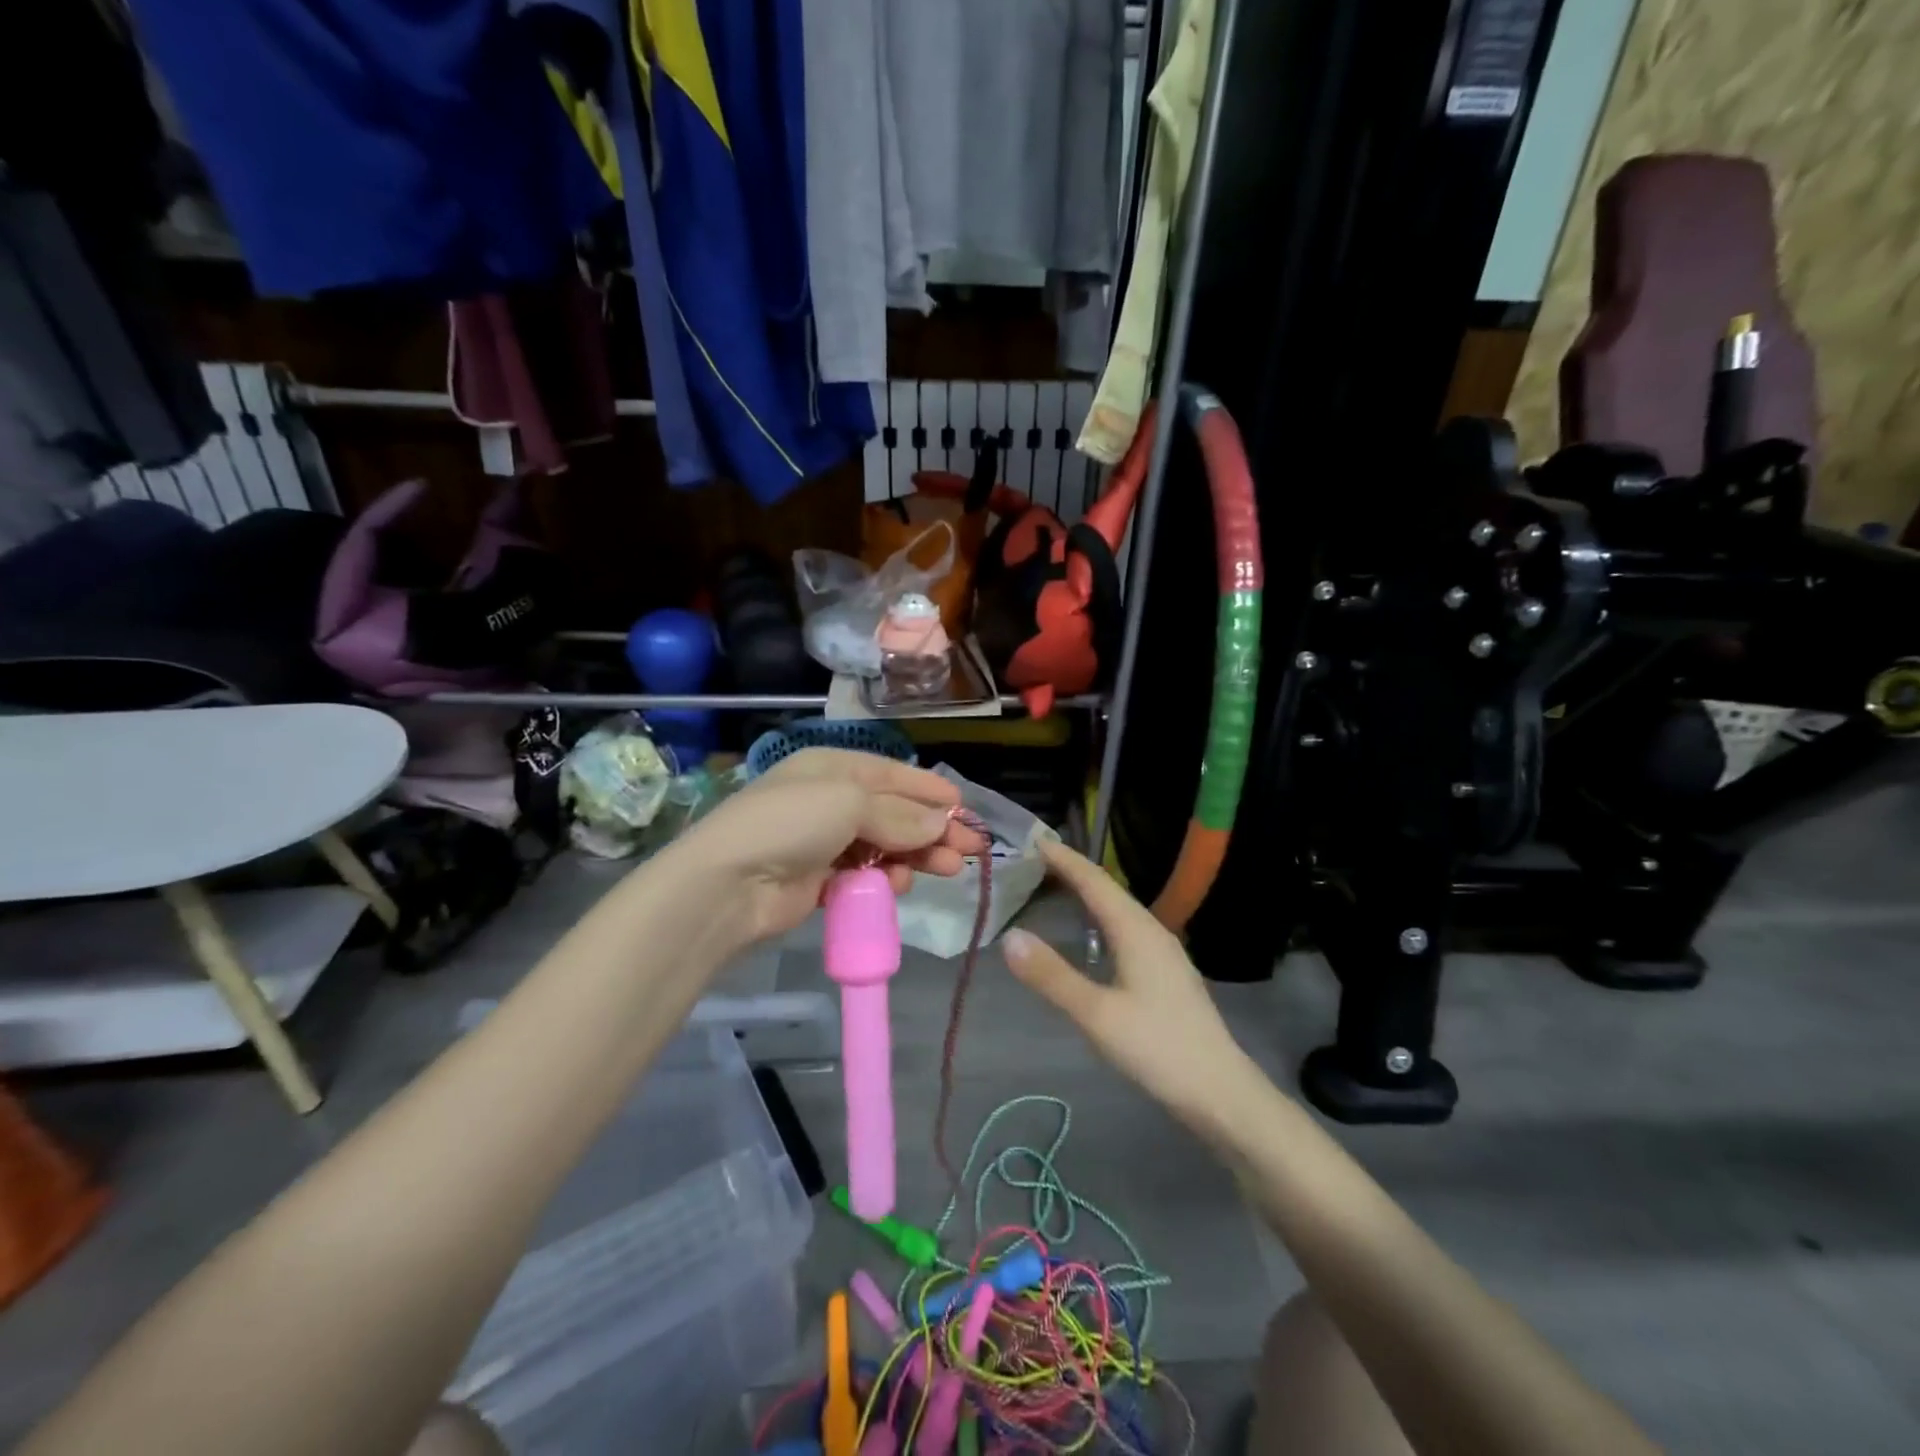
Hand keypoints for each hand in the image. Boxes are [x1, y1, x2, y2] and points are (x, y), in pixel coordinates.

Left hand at [675, 748, 985, 942]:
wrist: (729, 883)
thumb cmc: (792, 823)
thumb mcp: (850, 803)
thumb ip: (900, 814)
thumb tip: (943, 822)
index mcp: (833, 767)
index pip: (893, 774)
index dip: (930, 790)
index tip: (965, 807)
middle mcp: (830, 799)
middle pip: (894, 812)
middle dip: (932, 828)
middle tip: (970, 850)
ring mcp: (824, 840)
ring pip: (884, 845)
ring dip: (916, 856)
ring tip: (947, 870)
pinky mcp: (820, 879)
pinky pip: (865, 874)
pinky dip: (885, 878)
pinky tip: (899, 886)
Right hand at [1001, 840, 1253, 1122]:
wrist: (1221, 1092)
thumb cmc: (1158, 1049)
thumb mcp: (1097, 1015)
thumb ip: (1052, 976)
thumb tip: (1010, 937)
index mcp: (1136, 930)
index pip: (1094, 881)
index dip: (1064, 859)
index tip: (1034, 839)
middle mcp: (1152, 931)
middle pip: (1108, 889)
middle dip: (1073, 871)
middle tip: (1035, 859)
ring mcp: (1163, 952)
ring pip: (1119, 909)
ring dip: (1088, 893)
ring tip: (1057, 886)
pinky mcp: (1166, 973)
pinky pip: (1126, 928)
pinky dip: (1100, 918)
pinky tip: (1092, 934)